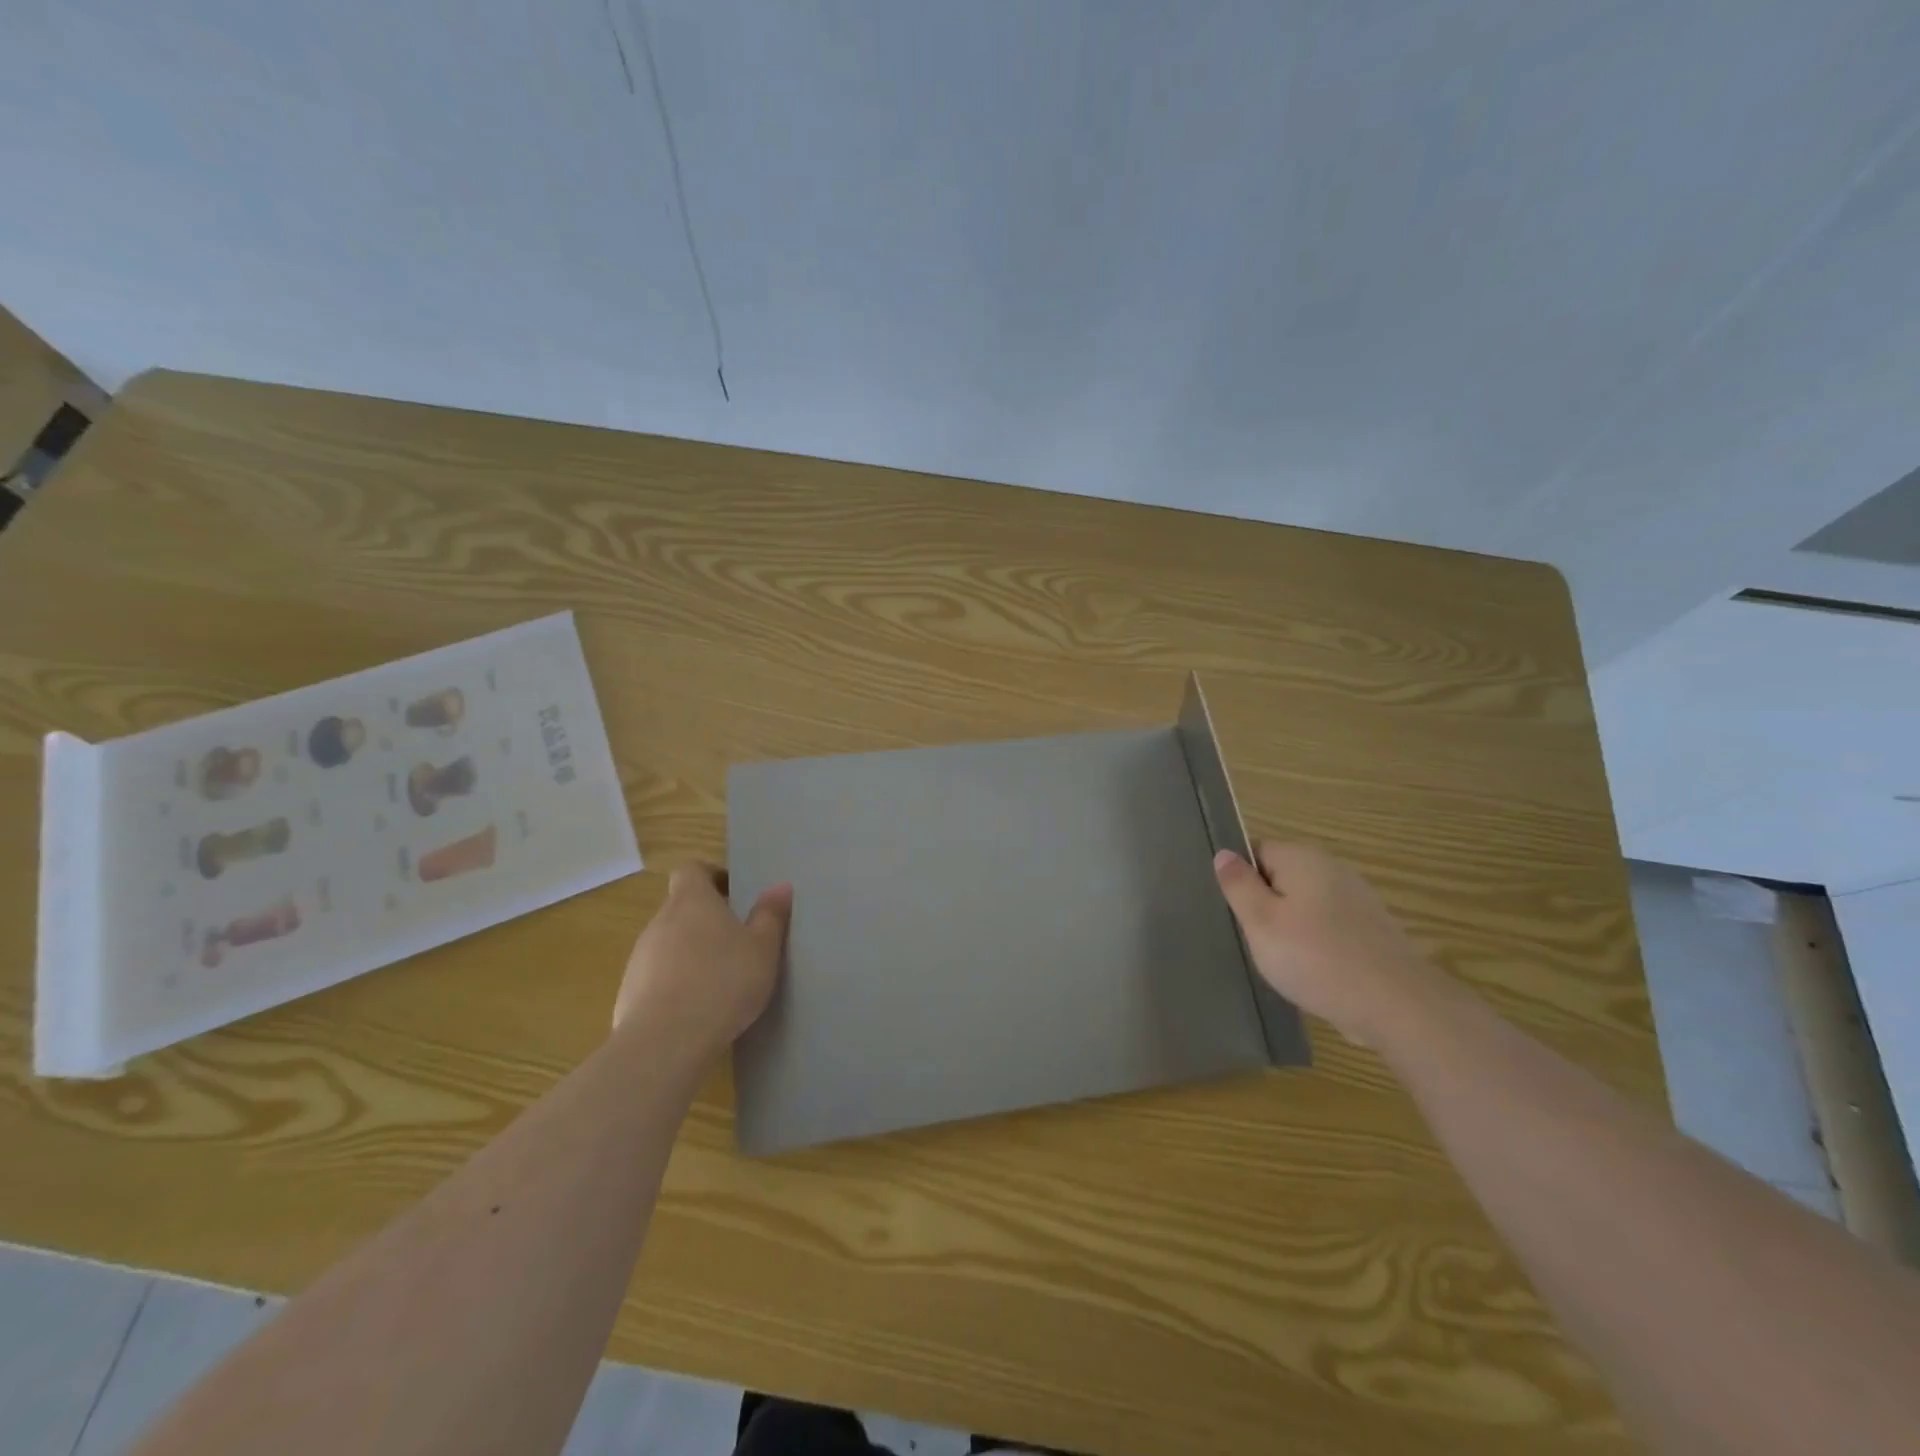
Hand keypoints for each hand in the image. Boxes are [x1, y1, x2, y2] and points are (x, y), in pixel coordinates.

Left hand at [612, 864, 793, 1059]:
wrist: (664, 1043)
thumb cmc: (723, 982)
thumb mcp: (763, 948)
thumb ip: (770, 915)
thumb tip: (780, 886)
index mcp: (691, 901)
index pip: (691, 869)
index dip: (712, 876)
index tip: (734, 894)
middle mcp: (660, 922)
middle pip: (680, 907)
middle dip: (706, 919)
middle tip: (737, 940)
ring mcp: (639, 958)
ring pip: (668, 944)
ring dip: (690, 953)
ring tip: (719, 979)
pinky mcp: (629, 994)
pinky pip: (656, 978)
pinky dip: (675, 984)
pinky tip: (697, 1010)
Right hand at [1213, 842, 1439, 1047]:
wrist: (1396, 1005)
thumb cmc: (1316, 958)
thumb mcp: (1261, 922)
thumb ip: (1239, 885)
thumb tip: (1224, 854)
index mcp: (1302, 858)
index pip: (1256, 851)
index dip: (1240, 879)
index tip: (1235, 912)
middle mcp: (1333, 868)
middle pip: (1282, 878)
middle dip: (1266, 905)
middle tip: (1255, 940)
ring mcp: (1358, 899)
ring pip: (1306, 905)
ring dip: (1291, 927)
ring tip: (1284, 962)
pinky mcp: (1373, 930)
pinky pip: (1330, 928)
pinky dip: (1318, 945)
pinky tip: (1315, 973)